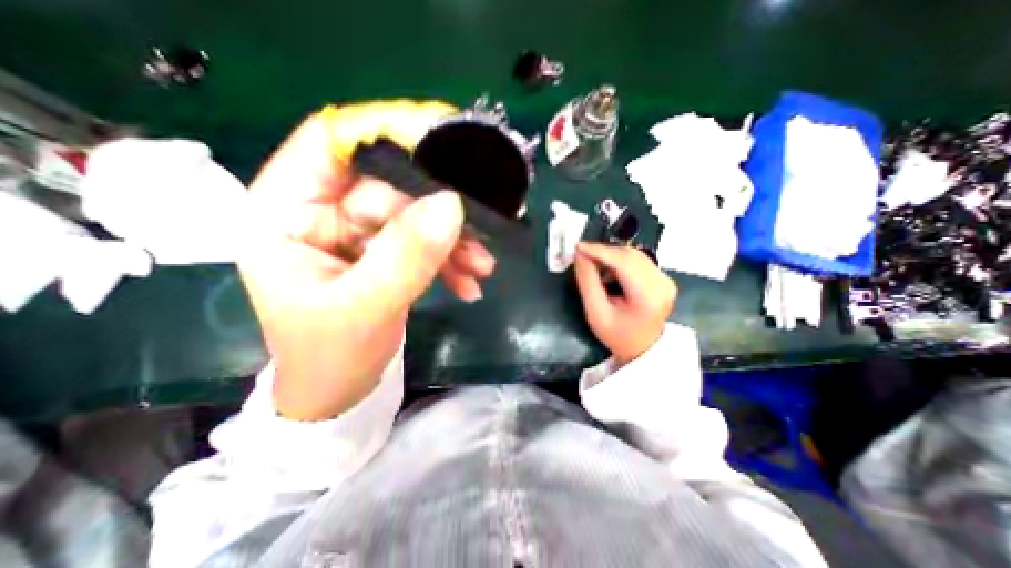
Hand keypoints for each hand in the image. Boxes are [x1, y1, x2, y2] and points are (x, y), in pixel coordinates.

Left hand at [242, 102, 497, 421]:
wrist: (340, 391)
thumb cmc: (332, 356)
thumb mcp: (366, 307)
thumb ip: (406, 255)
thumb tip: (451, 206)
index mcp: (284, 213)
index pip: (331, 144)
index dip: (385, 133)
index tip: (440, 143)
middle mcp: (320, 213)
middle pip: (389, 186)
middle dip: (438, 212)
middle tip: (479, 235)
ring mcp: (356, 233)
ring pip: (414, 216)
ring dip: (452, 241)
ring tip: (481, 268)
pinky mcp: (382, 251)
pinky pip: (422, 241)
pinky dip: (449, 259)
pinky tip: (469, 282)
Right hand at [571, 243, 672, 366]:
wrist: (642, 349)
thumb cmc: (617, 335)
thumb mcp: (595, 313)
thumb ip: (587, 282)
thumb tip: (580, 255)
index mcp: (648, 296)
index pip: (623, 262)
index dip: (599, 251)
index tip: (578, 247)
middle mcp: (662, 283)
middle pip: (630, 255)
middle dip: (604, 251)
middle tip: (582, 255)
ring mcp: (665, 279)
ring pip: (634, 254)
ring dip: (611, 255)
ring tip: (593, 264)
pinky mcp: (663, 278)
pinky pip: (638, 260)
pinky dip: (620, 260)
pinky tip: (609, 270)